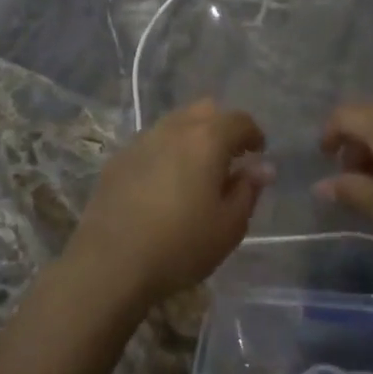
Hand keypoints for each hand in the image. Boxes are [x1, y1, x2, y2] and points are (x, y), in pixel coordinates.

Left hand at [69, 100, 269, 308]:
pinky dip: (166, 152)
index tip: (257, 154)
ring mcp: (142, 140)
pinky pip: (152, 142)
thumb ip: (248, 190)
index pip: (239, 120)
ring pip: (176, 123)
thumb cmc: (180, 246)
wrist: (110, 262)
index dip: (253, 134)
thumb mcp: (228, 226)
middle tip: (229, 158)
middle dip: (222, 127)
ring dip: (192, 137)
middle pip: (205, 110)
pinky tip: (164, 183)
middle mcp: (174, 128)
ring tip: (196, 171)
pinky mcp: (119, 158)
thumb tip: (262, 167)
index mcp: (207, 139)